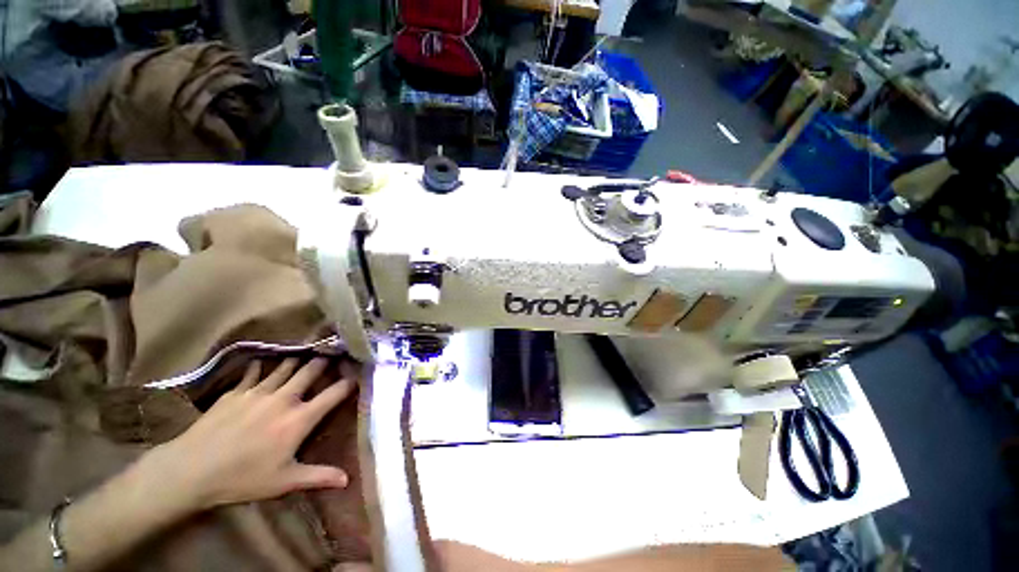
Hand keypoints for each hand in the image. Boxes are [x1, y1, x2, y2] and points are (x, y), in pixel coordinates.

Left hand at [145, 358, 354, 511]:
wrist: (190, 470)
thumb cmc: (242, 478)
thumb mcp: (284, 482)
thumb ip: (319, 477)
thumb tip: (348, 480)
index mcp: (300, 418)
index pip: (335, 393)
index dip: (350, 381)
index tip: (358, 373)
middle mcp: (285, 398)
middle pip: (311, 370)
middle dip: (324, 361)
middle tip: (333, 353)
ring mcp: (259, 391)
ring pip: (286, 366)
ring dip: (298, 360)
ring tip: (305, 353)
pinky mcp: (237, 391)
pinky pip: (254, 372)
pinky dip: (261, 367)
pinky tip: (261, 364)